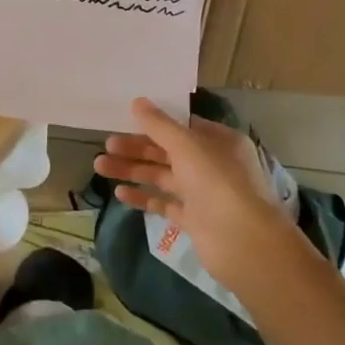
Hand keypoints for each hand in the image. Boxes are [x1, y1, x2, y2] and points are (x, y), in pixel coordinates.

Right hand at [94, 98, 299, 300]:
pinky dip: (143, 197)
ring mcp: (203, 194)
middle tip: (106, 146)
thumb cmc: (218, 182)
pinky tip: (120, 193)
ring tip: (101, 167)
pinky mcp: (194, 220)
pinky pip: (164, 203)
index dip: (154, 123)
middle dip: (136, 148)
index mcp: (218, 141)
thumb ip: (159, 125)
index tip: (125, 120)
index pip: (182, 126)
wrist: (244, 243)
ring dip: (133, 170)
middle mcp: (212, 164)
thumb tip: (137, 101)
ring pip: (162, 176)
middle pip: (167, 151)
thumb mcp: (186, 145)